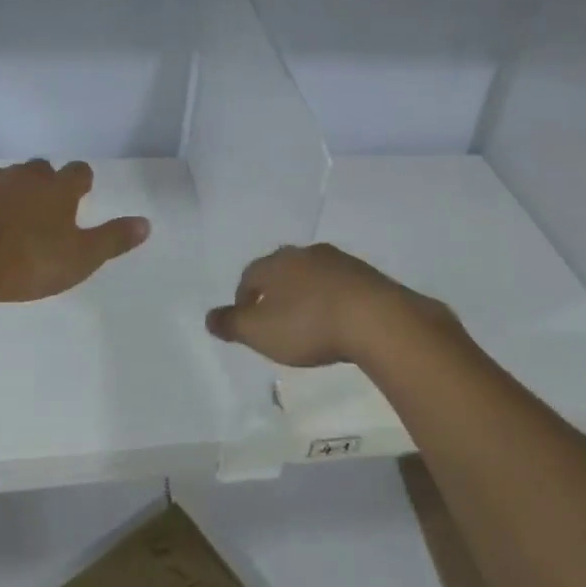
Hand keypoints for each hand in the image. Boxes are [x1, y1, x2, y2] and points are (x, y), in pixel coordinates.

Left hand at [0, 160, 149, 305]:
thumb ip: (113, 239)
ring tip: (6, 218)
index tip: (81, 191)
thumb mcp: (80, 258)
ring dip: (8, 192)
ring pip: (2, 179)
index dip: (81, 181)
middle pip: (39, 169)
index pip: (78, 172)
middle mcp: (23, 177)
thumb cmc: (27, 261)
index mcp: (57, 190)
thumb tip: (146, 223)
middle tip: (44, 206)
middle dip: (43, 182)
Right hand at [205, 243, 454, 367]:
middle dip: (275, 291)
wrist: (376, 319)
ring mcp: (340, 261)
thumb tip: (209, 316)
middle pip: (282, 270)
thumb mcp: (260, 332)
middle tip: (275, 318)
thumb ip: (232, 324)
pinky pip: (340, 285)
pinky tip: (337, 320)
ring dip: (306, 294)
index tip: (246, 320)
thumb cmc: (308, 325)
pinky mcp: (368, 276)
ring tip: (307, 321)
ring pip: (313, 275)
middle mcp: (306, 254)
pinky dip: (332, 300)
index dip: (244, 297)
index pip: (250, 274)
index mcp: (277, 263)